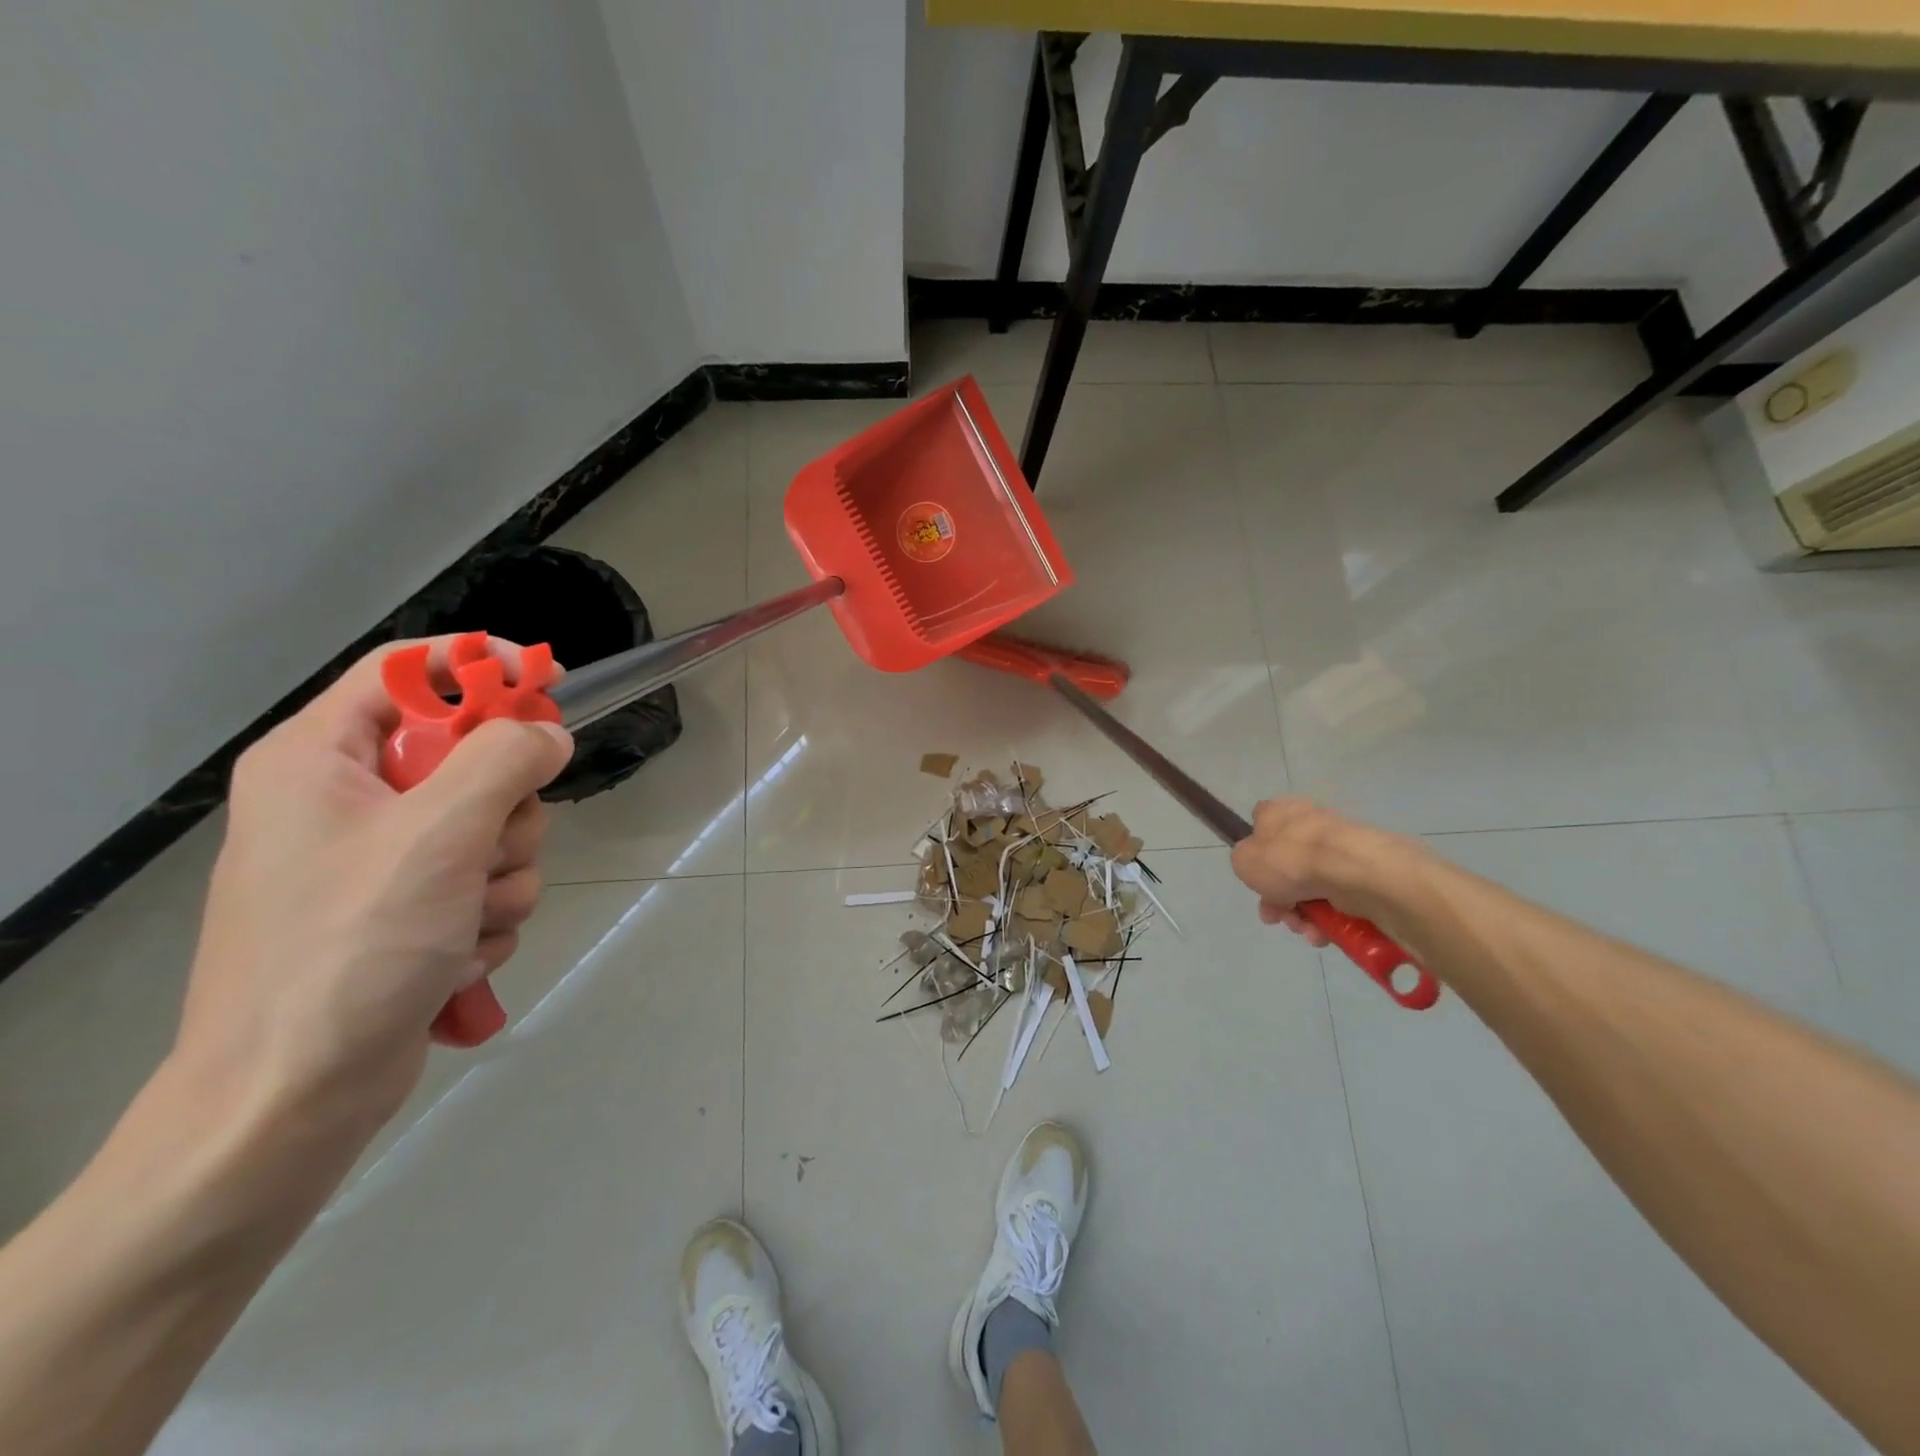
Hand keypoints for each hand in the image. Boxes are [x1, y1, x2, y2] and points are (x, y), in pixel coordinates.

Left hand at [175, 637, 572, 1135]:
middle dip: (506, 808)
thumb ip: (505, 761)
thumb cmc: (352, 946)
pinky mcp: (409, 910)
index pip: (408, 671)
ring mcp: (381, 860)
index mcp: (320, 760)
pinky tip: (459, 954)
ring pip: (493, 826)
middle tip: (489, 848)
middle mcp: (347, 800)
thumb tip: (548, 734)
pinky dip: (489, 914)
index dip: (483, 667)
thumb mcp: (439, 835)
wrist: (293, 1096)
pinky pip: (485, 880)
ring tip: (469, 921)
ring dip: (505, 873)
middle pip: (471, 756)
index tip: (552, 685)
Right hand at [1228, 797, 1410, 944]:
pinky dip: (1328, 918)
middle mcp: (1309, 825)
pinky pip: (1337, 899)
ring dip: (1302, 914)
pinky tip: (1323, 932)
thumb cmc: (1288, 859)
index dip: (1255, 850)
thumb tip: (1261, 867)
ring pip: (1310, 887)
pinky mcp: (1363, 873)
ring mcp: (1339, 849)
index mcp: (1279, 812)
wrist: (1350, 871)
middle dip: (1278, 898)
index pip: (1261, 822)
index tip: (1255, 875)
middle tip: (1276, 916)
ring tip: (1305, 929)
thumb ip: (1244, 862)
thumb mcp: (1243, 860)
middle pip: (1286, 865)